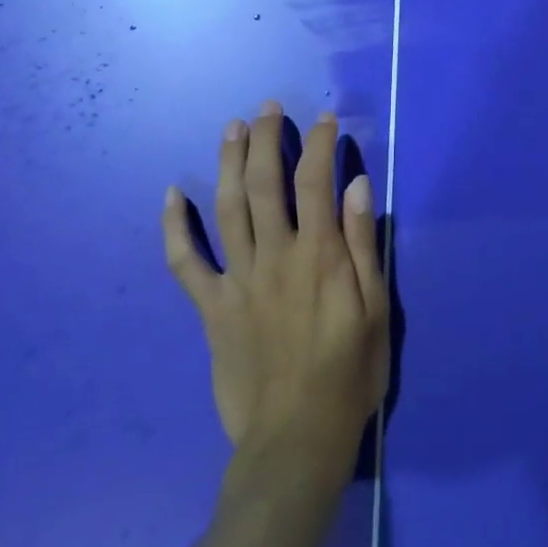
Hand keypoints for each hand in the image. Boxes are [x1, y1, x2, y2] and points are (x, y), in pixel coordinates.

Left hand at [163, 102, 389, 492]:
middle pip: (264, 183)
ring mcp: (237, 280)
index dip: (319, 144)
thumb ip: (362, 244)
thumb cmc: (348, 373)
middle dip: (266, 139)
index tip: (326, 119)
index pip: (316, 181)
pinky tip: (172, 195)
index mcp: (318, 255)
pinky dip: (175, 227)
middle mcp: (274, 256)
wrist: (295, 438)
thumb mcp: (375, 310)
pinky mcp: (212, 308)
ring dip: (228, 162)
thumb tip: (356, 185)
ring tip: (232, 127)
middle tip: (268, 108)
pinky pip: (185, 262)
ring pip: (226, 208)